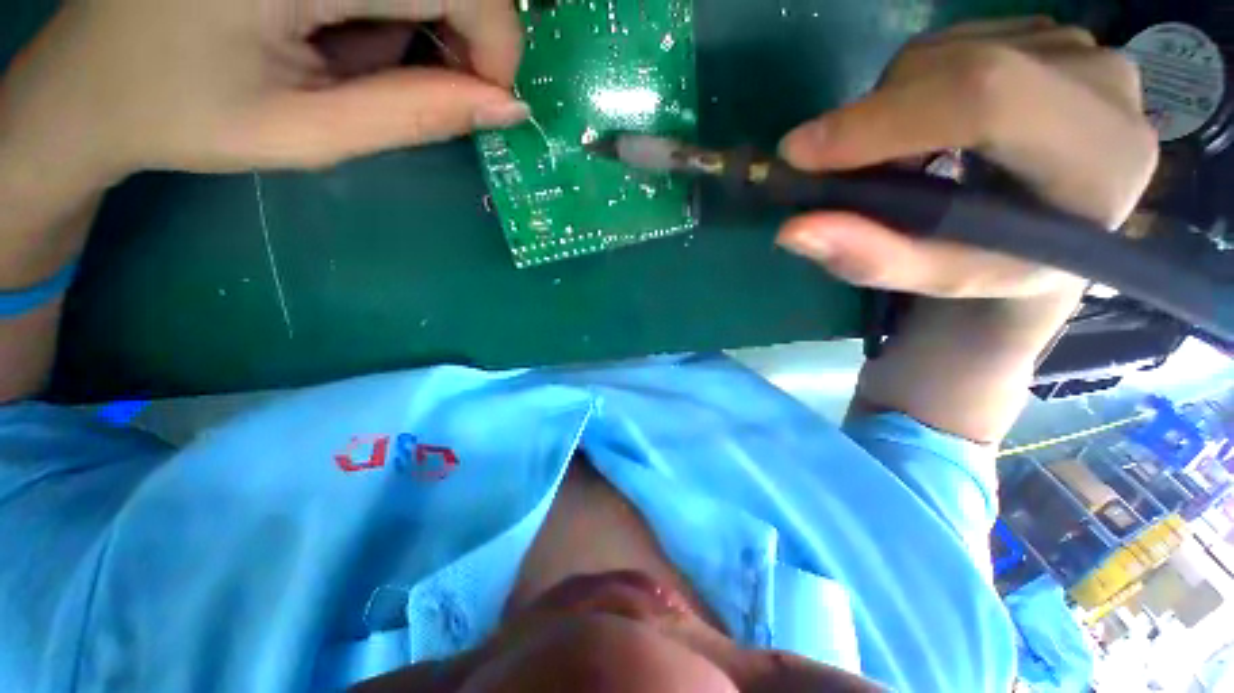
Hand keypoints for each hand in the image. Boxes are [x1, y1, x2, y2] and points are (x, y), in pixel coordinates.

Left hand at [1, 0, 527, 183]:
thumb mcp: (310, 133)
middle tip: (418, 84)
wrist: (90, 81)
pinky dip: (385, 6)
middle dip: (460, 33)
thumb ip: (416, 116)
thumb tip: (508, 108)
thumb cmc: (185, 115)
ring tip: (346, 53)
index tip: (485, 101)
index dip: (496, 44)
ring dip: (412, 20)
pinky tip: (332, 24)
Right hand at [776, 17, 1158, 298]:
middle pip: (958, 69)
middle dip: (874, 122)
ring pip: (943, 53)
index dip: (884, 120)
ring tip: (896, 164)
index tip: (799, 154)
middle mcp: (1104, 83)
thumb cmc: (1002, 264)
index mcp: (1102, 159)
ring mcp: (1078, 47)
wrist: (1052, 228)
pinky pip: (948, 44)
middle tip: (839, 175)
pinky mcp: (1048, 34)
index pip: (989, 101)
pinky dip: (909, 92)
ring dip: (889, 111)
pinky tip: (923, 132)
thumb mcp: (939, 277)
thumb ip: (873, 258)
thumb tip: (793, 230)